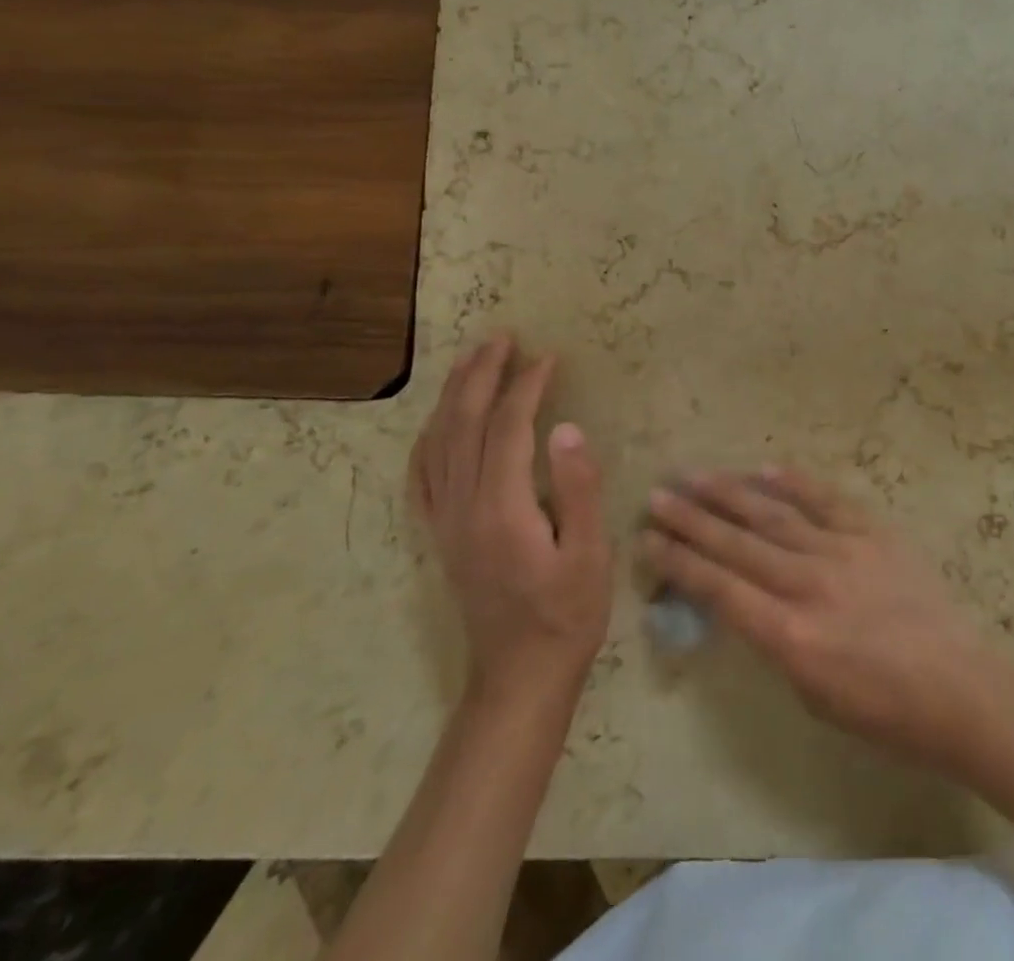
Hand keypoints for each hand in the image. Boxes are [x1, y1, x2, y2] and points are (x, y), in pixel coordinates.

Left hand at [411, 335, 613, 706]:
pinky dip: (429, 437)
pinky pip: (423, 475)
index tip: (548, 357)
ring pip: (438, 443)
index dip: (526, 386)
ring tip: (471, 359)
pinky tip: (439, 421)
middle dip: (482, 375)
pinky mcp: (441, 534)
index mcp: (502, 509)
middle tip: (501, 338)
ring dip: (453, 396)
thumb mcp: (590, 554)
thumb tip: (566, 428)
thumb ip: (577, 488)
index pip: (508, 428)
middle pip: (463, 425)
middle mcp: (463, 508)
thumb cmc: (567, 614)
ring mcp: (445, 521)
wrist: (520, 675)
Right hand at [640, 469, 1004, 776]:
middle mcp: (808, 583)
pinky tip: (764, 469)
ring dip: (731, 494)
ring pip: (774, 515)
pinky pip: (826, 500)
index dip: (680, 562)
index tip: (649, 540)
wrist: (959, 687)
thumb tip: (749, 603)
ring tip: (696, 476)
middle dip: (692, 519)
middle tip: (659, 495)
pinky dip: (793, 483)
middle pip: (737, 544)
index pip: (719, 589)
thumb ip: (775, 642)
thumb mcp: (812, 695)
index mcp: (790, 634)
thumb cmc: (884, 713)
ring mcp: (843, 551)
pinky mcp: (873, 533)